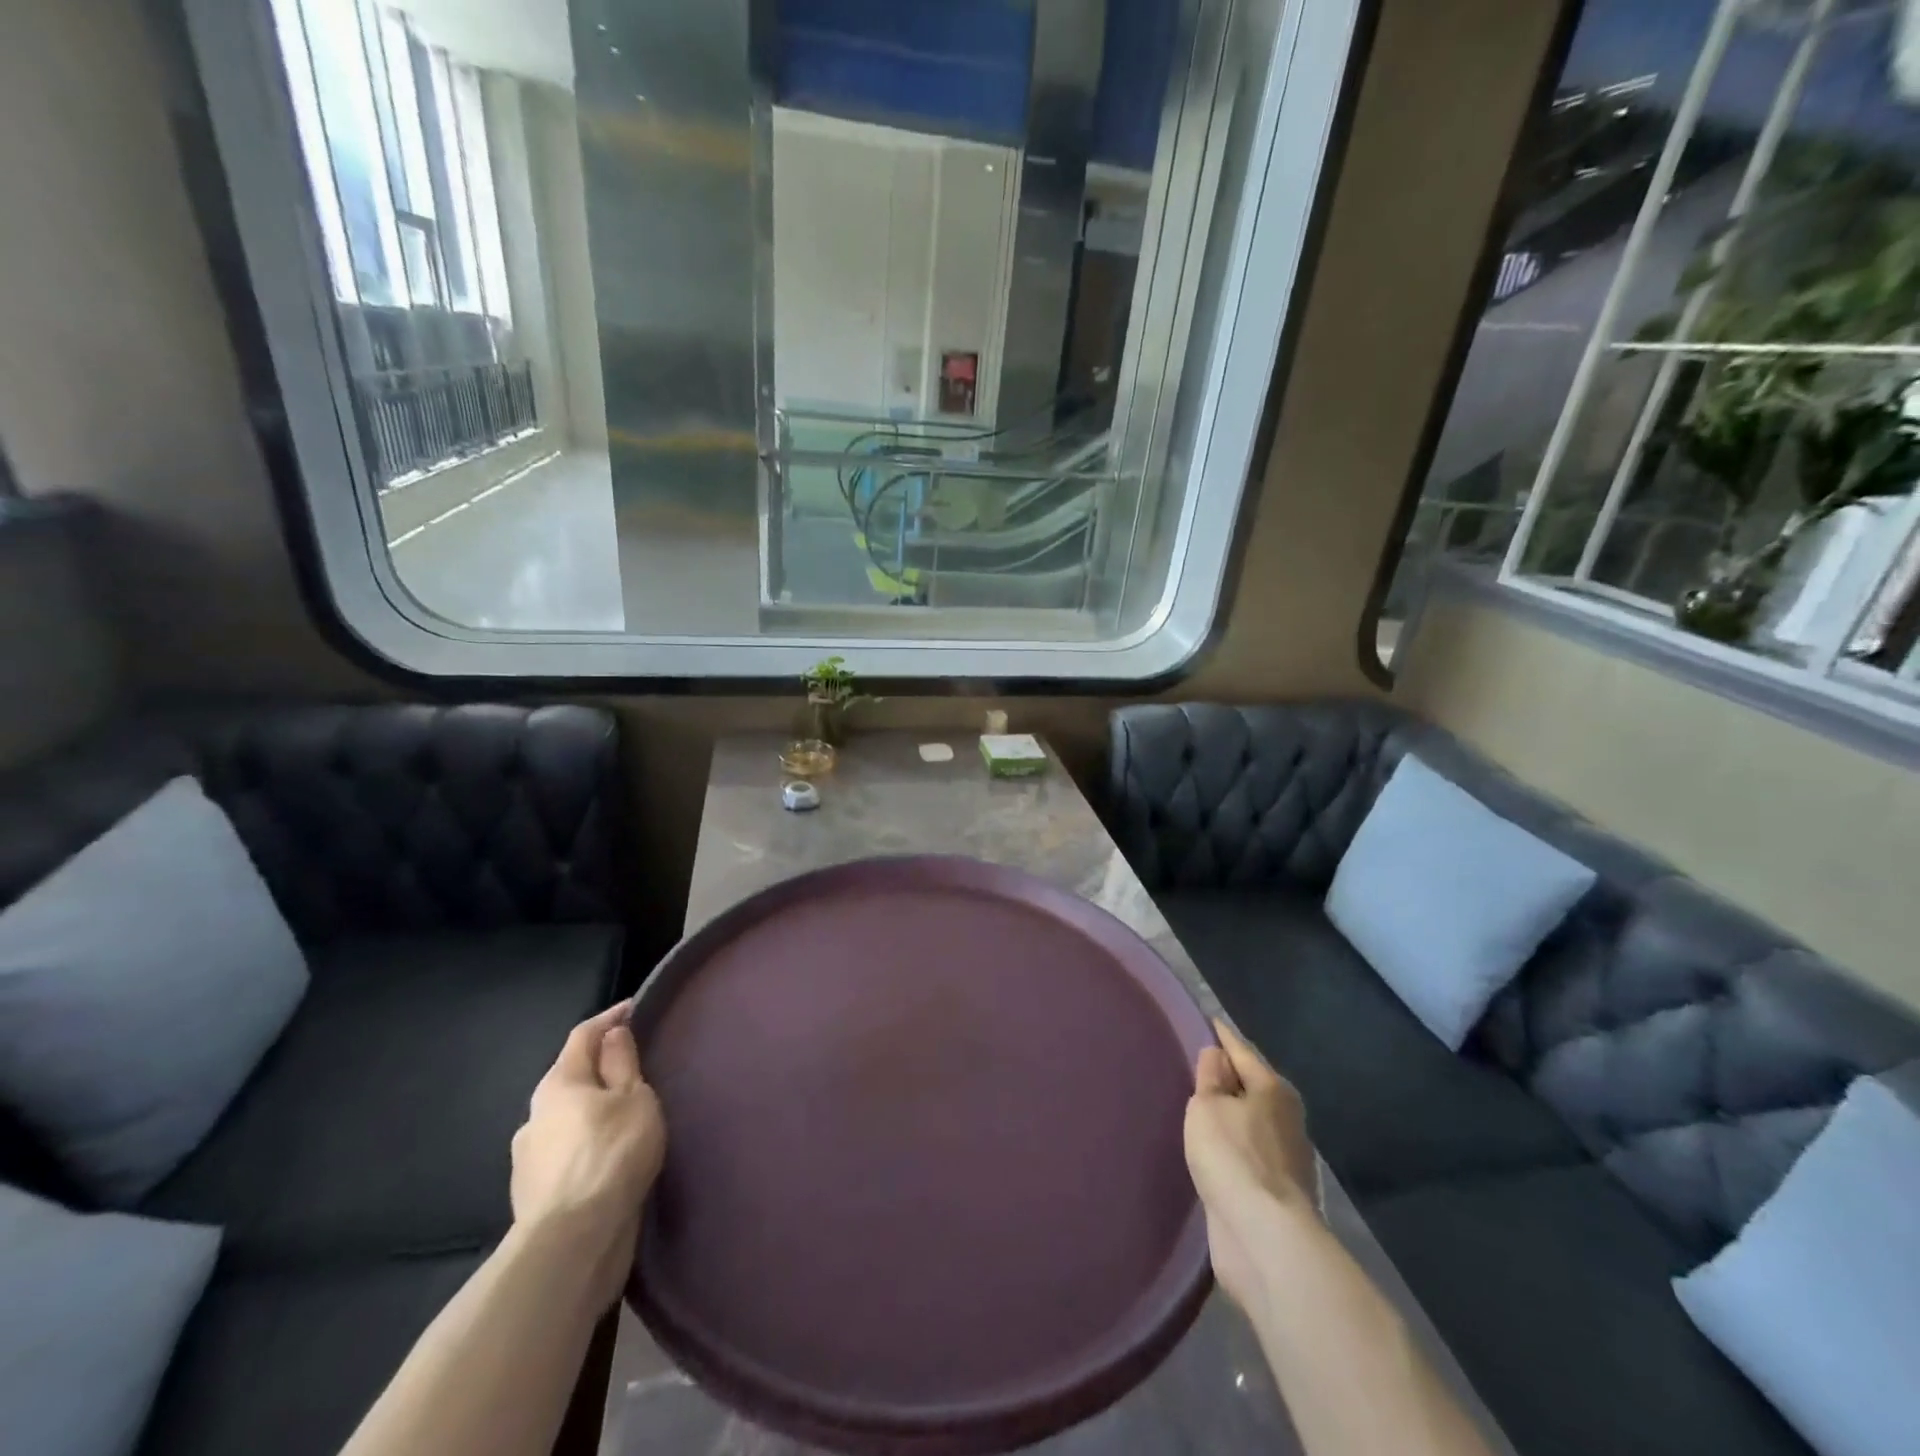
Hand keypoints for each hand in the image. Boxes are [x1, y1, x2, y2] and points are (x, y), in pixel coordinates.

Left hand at [510, 1001, 666, 1304]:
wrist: (572, 1244)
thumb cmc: (610, 1155)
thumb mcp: (633, 1098)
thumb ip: (622, 1063)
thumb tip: (613, 1033)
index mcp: (558, 1083)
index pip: (583, 1035)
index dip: (610, 1018)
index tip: (634, 1008)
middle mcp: (535, 1115)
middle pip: (571, 1078)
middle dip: (599, 1069)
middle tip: (635, 1068)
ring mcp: (529, 1158)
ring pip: (566, 1119)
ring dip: (591, 1112)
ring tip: (625, 1118)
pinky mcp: (534, 1195)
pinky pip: (565, 1154)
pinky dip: (586, 1146)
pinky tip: (607, 1158)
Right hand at [1184, 1019, 1316, 1313]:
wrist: (1266, 1239)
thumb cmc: (1234, 1158)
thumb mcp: (1208, 1107)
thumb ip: (1210, 1077)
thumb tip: (1217, 1055)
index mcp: (1273, 1090)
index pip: (1242, 1050)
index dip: (1222, 1035)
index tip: (1206, 1020)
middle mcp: (1286, 1118)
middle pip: (1252, 1086)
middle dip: (1228, 1076)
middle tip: (1197, 1065)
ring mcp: (1285, 1159)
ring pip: (1251, 1123)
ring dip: (1230, 1115)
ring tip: (1201, 1107)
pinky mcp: (1276, 1193)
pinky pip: (1248, 1154)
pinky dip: (1232, 1146)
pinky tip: (1214, 1150)